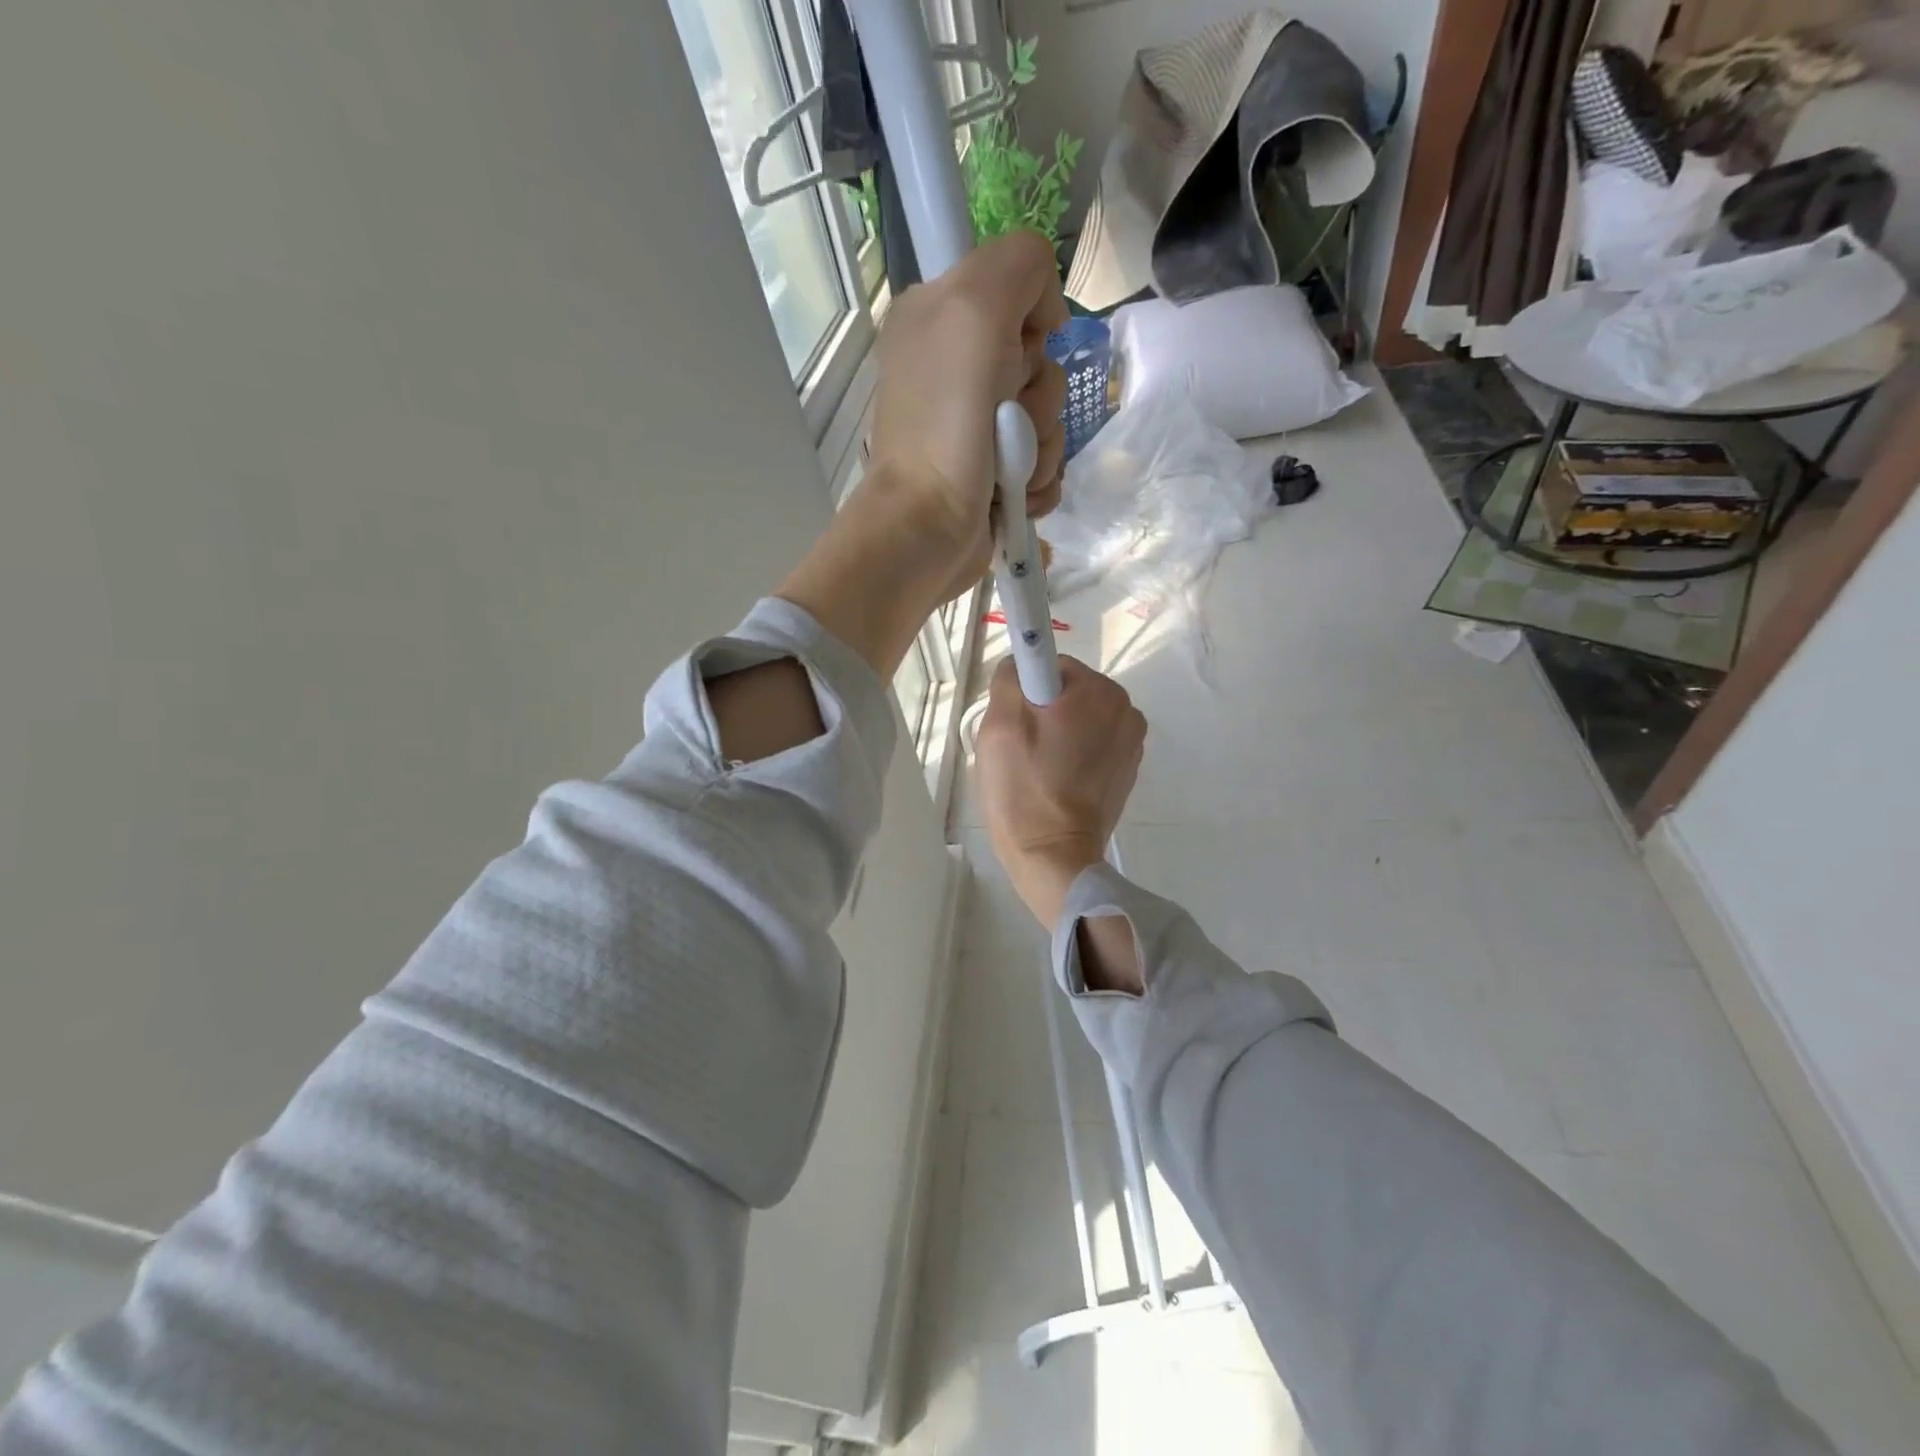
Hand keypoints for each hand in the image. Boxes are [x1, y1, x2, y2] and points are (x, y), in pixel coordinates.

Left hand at [864, 230, 1069, 603]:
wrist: (929, 525)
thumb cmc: (946, 420)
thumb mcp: (975, 306)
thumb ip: (1019, 265)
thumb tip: (1044, 316)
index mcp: (938, 317)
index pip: (1019, 292)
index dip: (1029, 324)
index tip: (1015, 352)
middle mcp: (955, 366)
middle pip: (1041, 360)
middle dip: (1038, 396)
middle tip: (1005, 418)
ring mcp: (975, 426)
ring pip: (1049, 416)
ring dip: (1040, 447)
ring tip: (1008, 469)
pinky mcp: (994, 472)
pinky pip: (1046, 461)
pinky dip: (1038, 481)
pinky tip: (1017, 495)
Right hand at [974, 656, 1145, 928]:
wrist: (1052, 856)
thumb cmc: (1024, 787)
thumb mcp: (1000, 722)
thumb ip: (1011, 676)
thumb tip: (1021, 665)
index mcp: (1101, 691)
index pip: (1051, 665)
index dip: (1025, 690)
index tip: (1013, 723)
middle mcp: (1126, 710)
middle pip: (1067, 692)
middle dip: (1040, 712)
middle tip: (1018, 749)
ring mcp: (1131, 743)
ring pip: (1077, 719)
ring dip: (1055, 734)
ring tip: (1035, 769)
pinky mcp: (1126, 771)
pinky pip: (1090, 745)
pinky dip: (1071, 755)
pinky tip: (1054, 782)